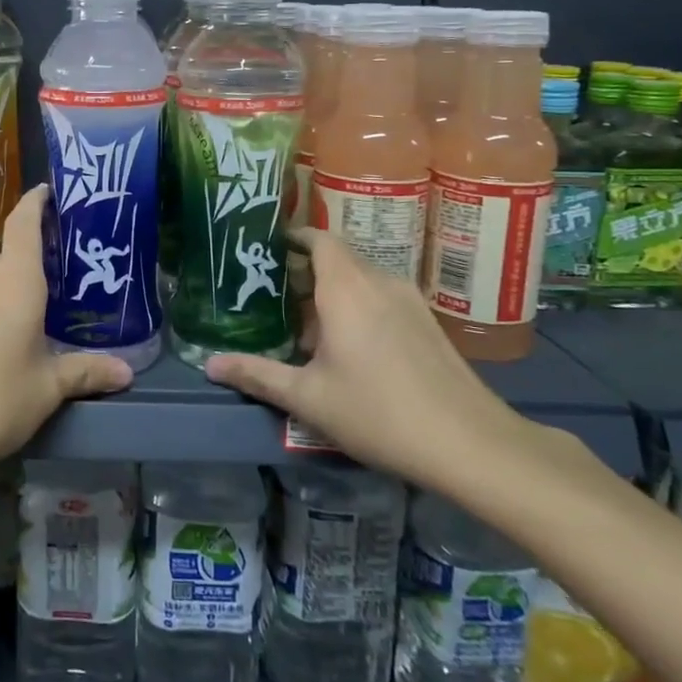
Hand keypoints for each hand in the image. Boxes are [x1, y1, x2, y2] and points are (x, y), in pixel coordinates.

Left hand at [0, 186, 132, 490]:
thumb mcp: (48, 387)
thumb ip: (85, 372)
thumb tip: (126, 372)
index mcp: (15, 278)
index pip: (24, 223)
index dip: (36, 202)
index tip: (49, 191)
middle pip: (13, 254)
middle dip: (38, 260)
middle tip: (71, 273)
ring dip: (17, 287)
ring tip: (48, 307)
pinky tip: (13, 333)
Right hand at [205, 229, 527, 491]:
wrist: (471, 444)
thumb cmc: (378, 412)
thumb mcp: (308, 398)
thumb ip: (258, 375)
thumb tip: (210, 365)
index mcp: (347, 288)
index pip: (319, 238)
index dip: (292, 237)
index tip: (264, 250)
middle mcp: (379, 282)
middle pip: (338, 257)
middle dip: (305, 270)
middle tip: (272, 294)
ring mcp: (410, 301)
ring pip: (362, 279)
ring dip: (332, 291)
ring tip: (304, 323)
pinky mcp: (428, 323)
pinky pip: (382, 297)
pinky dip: (358, 306)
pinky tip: (348, 346)